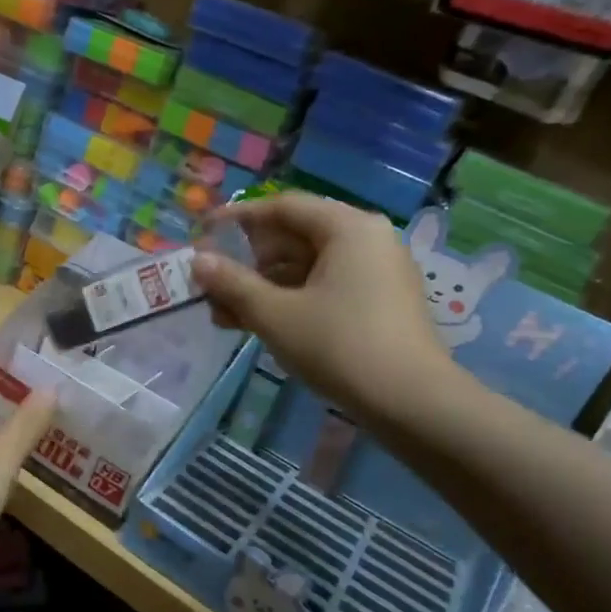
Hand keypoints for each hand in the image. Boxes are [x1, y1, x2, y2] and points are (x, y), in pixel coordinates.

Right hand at [192, 193, 454, 424]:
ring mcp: (377, 273)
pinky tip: (256, 325)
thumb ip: (232, 283)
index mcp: (348, 227)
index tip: (202, 234)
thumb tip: (198, 260)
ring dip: (262, 287)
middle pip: (294, 237)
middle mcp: (367, 240)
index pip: (283, 207)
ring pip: (306, 267)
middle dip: (246, 262)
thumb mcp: (274, 314)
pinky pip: (324, 287)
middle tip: (210, 285)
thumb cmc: (339, 345)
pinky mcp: (379, 303)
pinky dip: (289, 300)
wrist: (412, 404)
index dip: (237, 219)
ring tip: (223, 315)